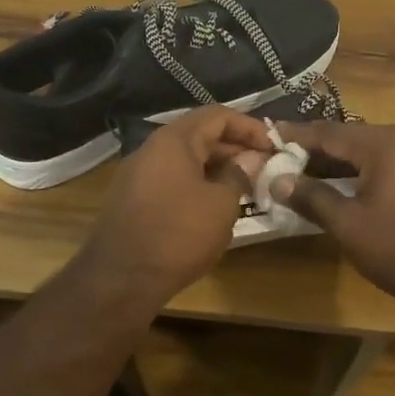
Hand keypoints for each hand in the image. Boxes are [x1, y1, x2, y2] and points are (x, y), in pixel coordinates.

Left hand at [70, 106, 274, 320]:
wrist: (119, 279)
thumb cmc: (178, 234)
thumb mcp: (221, 204)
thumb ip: (239, 174)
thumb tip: (250, 158)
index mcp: (174, 140)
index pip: (218, 115)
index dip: (250, 127)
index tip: (274, 146)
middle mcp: (152, 149)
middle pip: (200, 135)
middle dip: (235, 148)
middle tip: (264, 168)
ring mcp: (138, 174)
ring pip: (186, 159)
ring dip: (217, 168)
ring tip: (245, 187)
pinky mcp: (132, 200)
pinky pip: (172, 180)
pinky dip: (197, 184)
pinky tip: (215, 206)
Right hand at [272, 121, 394, 309]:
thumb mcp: (349, 226)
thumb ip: (312, 198)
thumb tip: (278, 180)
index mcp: (386, 144)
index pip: (332, 132)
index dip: (299, 135)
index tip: (272, 133)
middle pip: (358, 136)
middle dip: (324, 146)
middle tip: (293, 154)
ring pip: (381, 147)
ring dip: (351, 157)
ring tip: (322, 167)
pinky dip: (376, 166)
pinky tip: (363, 181)